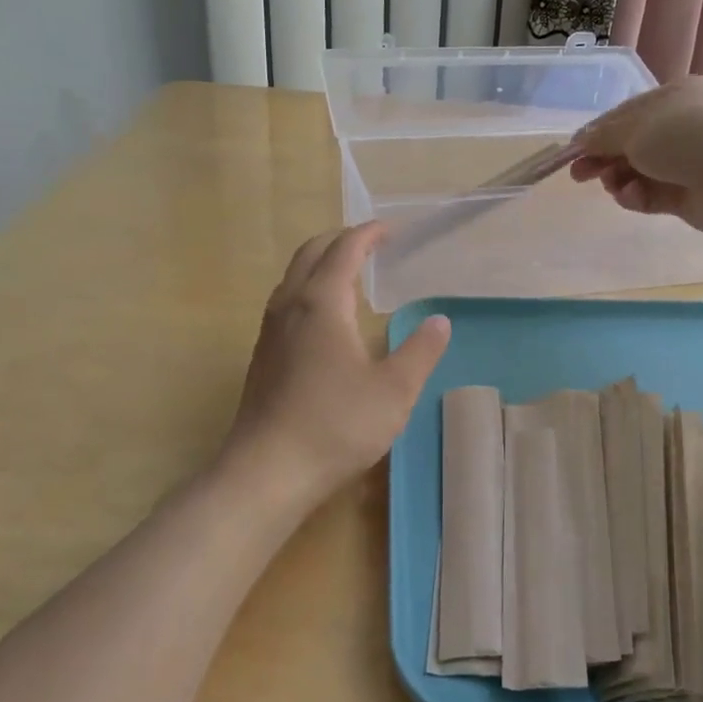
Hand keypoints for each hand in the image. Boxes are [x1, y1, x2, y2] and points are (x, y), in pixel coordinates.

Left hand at [221, 223, 451, 514]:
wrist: (266, 471)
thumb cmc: (335, 425)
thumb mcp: (394, 390)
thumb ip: (420, 351)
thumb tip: (439, 321)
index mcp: (321, 302)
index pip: (345, 249)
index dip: (369, 234)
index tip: (392, 230)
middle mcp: (289, 305)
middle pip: (311, 252)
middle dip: (342, 240)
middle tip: (373, 245)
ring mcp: (270, 330)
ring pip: (293, 276)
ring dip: (322, 263)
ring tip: (352, 275)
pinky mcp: (262, 355)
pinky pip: (286, 301)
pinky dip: (310, 288)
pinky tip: (327, 319)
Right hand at [570, 76, 702, 234]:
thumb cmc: (687, 136)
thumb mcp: (635, 127)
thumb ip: (603, 136)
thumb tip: (579, 141)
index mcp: (673, 99)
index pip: (626, 115)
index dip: (597, 133)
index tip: (572, 152)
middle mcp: (681, 128)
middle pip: (630, 145)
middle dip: (603, 159)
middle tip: (579, 176)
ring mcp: (686, 164)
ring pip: (638, 173)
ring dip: (619, 180)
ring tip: (613, 186)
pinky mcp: (688, 196)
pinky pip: (651, 196)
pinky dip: (637, 197)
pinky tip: (633, 197)